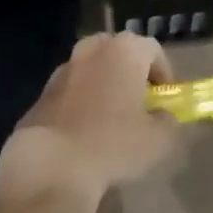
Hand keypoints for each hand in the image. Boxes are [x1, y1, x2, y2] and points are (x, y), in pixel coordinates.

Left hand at [0, 32, 178, 205]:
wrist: (51, 164)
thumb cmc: (112, 144)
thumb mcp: (157, 141)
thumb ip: (168, 122)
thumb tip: (164, 117)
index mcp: (125, 50)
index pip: (153, 50)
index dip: (163, 74)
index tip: (164, 100)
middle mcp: (94, 48)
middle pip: (120, 53)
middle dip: (131, 74)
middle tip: (137, 104)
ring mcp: (65, 67)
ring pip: (93, 69)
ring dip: (103, 86)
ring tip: (108, 121)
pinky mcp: (43, 91)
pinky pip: (71, 90)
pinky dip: (80, 103)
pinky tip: (82, 134)